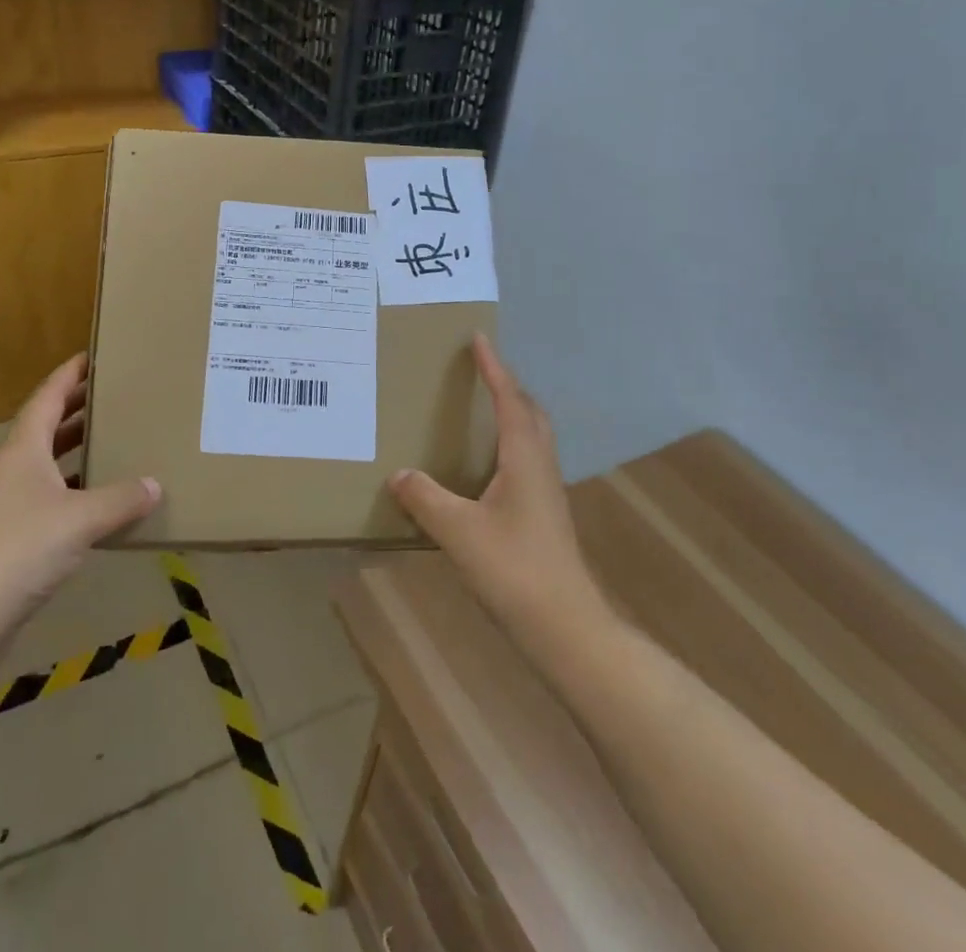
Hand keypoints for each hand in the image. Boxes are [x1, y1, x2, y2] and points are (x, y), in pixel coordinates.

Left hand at [0, 354, 159, 640]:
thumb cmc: (20, 549)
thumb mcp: (81, 519)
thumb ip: (121, 499)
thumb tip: (156, 484)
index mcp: (23, 450)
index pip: (48, 397)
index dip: (70, 374)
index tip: (94, 355)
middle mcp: (14, 469)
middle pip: (47, 426)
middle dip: (78, 408)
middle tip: (116, 394)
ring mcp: (10, 503)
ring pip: (49, 463)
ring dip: (78, 449)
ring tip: (115, 439)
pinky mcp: (13, 536)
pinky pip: (52, 497)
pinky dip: (77, 490)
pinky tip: (103, 501)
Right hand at [390, 336, 604, 636]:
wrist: (566, 627)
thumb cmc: (514, 569)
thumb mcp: (458, 531)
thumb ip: (425, 498)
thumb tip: (399, 474)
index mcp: (524, 458)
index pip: (509, 400)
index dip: (494, 368)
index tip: (479, 338)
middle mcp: (540, 467)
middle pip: (530, 413)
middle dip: (508, 387)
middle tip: (481, 372)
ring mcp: (546, 493)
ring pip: (532, 438)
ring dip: (512, 414)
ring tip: (482, 411)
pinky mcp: (544, 516)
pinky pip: (526, 462)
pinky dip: (509, 445)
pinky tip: (486, 468)